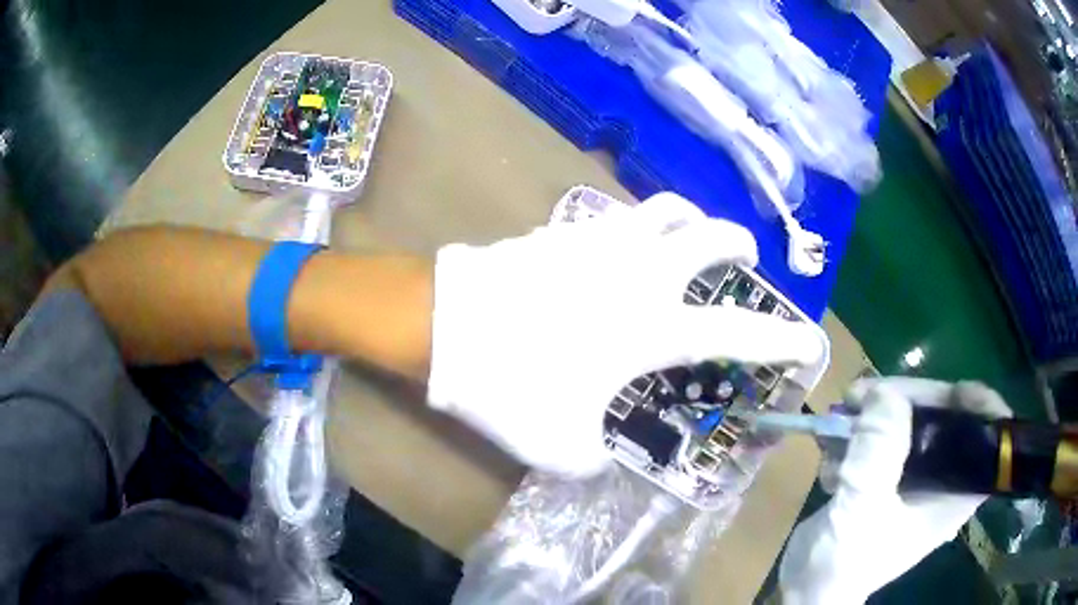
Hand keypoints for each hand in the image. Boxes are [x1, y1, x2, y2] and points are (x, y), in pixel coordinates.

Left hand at [427, 192, 824, 475]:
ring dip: (691, 220)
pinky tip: (624, 245)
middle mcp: (643, 272)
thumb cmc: (511, 384)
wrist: (447, 325)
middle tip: (741, 259)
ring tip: (690, 237)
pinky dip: (638, 224)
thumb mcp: (563, 447)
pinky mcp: (568, 229)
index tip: (807, 339)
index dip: (780, 337)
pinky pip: (619, 215)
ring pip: (668, 207)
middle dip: (738, 246)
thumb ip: (599, 454)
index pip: (739, 331)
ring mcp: (604, 241)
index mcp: (655, 327)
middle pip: (713, 237)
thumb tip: (607, 447)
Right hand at [779, 378, 1011, 603]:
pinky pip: (884, 438)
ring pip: (910, 422)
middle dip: (906, 399)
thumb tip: (884, 392)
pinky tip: (830, 451)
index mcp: (956, 491)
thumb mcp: (862, 508)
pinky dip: (859, 435)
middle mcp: (944, 479)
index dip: (977, 402)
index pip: (990, 432)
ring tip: (840, 414)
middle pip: (944, 416)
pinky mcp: (889, 479)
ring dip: (875, 414)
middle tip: (864, 393)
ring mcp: (914, 478)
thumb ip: (878, 452)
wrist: (809, 591)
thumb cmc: (846, 561)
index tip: (941, 389)